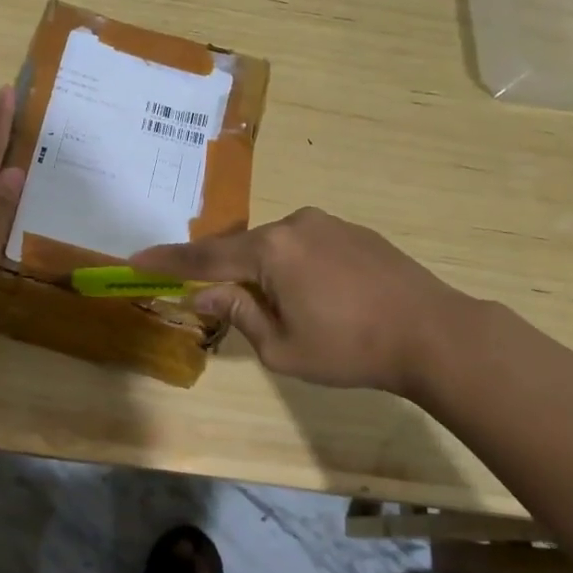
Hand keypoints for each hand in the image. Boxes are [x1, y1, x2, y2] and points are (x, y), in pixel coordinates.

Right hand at [130, 208, 471, 396]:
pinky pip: (308, 246)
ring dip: (268, 273)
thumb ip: (238, 312)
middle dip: (230, 275)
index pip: (205, 257)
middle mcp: (294, 224)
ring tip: (293, 312)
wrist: (436, 334)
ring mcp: (328, 223)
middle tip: (227, 306)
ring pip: (277, 247)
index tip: (136, 259)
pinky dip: (298, 267)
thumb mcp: (282, 347)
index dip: (168, 261)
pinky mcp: (354, 231)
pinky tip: (323, 298)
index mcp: (270, 250)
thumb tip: (205, 293)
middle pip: (243, 249)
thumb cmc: (351, 349)